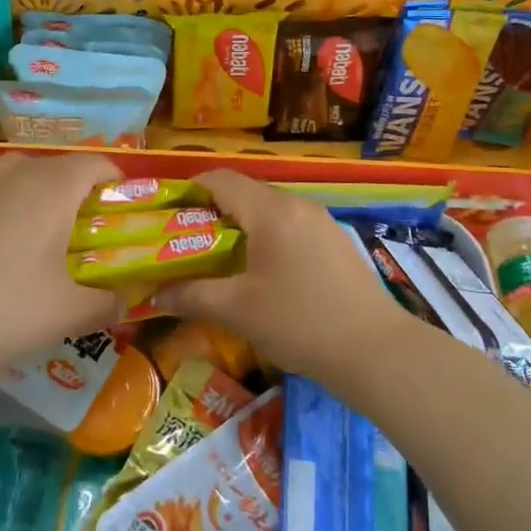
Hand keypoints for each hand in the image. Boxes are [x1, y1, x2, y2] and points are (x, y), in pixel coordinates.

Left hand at [0, 152, 128, 389]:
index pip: (96, 163)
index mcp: (52, 186)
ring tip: (31, 236)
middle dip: (74, 193)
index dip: (116, 181)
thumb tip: (127, 300)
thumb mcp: (68, 313)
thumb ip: (107, 302)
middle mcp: (12, 170)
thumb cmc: (2, 312)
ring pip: (14, 175)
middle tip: (79, 234)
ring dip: (31, 195)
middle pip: (56, 168)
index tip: (122, 210)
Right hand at [159, 168, 411, 385]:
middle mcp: (297, 205)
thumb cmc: (299, 322)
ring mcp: (321, 222)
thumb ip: (192, 296)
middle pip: (245, 193)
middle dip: (212, 212)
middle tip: (186, 242)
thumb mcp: (237, 311)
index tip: (167, 213)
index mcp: (271, 210)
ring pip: (269, 211)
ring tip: (219, 259)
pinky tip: (261, 273)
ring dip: (241, 227)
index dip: (190, 189)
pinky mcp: (335, 242)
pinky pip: (290, 227)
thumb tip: (155, 293)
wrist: (375, 350)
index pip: (221, 180)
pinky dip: (267, 238)